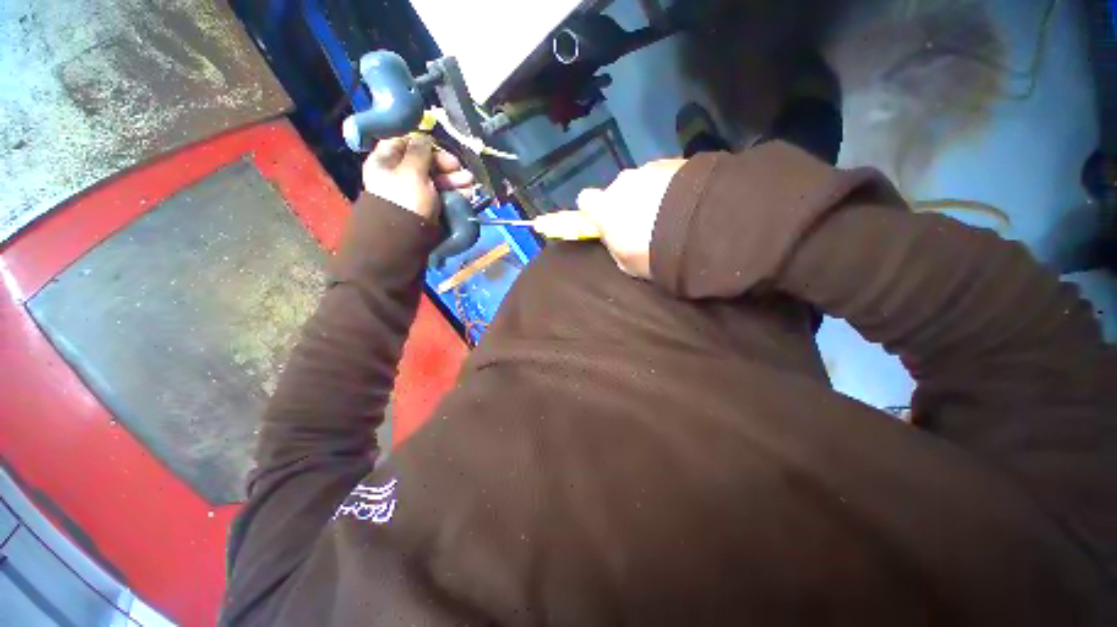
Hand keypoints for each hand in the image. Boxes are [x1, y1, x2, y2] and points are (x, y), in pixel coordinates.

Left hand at [363, 134, 474, 221]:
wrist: (406, 238)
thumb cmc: (405, 200)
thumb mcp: (411, 171)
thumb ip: (420, 151)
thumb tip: (425, 138)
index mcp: (386, 161)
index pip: (403, 141)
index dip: (423, 142)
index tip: (439, 146)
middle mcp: (399, 174)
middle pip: (424, 161)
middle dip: (445, 164)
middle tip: (459, 168)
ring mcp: (415, 191)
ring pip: (437, 179)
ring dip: (455, 179)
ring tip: (469, 182)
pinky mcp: (428, 206)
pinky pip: (443, 194)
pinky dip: (455, 192)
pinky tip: (467, 193)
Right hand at [577, 159, 685, 278]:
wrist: (696, 226)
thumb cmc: (652, 252)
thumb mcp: (627, 263)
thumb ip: (616, 247)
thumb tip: (616, 239)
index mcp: (604, 208)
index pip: (586, 201)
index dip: (594, 210)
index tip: (605, 220)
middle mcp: (622, 183)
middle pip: (619, 190)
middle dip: (629, 203)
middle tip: (647, 223)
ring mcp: (649, 169)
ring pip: (645, 182)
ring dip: (653, 194)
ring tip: (672, 214)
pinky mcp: (677, 161)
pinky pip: (669, 176)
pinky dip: (674, 187)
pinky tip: (687, 204)